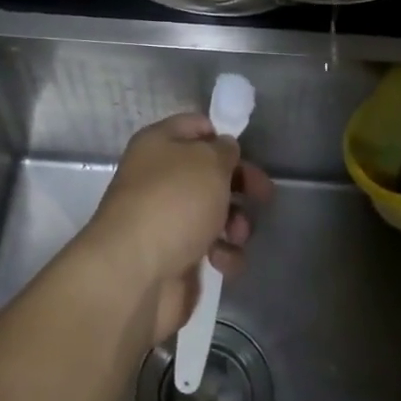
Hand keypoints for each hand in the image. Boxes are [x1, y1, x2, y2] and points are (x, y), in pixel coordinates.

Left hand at [81, 113, 273, 345]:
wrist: (136, 273)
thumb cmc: (173, 202)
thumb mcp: (209, 162)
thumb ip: (224, 150)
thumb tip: (224, 149)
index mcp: (159, 144)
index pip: (196, 126)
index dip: (222, 135)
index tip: (247, 152)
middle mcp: (160, 177)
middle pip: (210, 173)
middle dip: (240, 184)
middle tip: (264, 195)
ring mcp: (167, 219)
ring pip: (215, 212)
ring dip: (236, 223)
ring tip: (237, 235)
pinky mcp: (176, 256)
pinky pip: (211, 248)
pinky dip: (223, 254)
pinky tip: (222, 261)